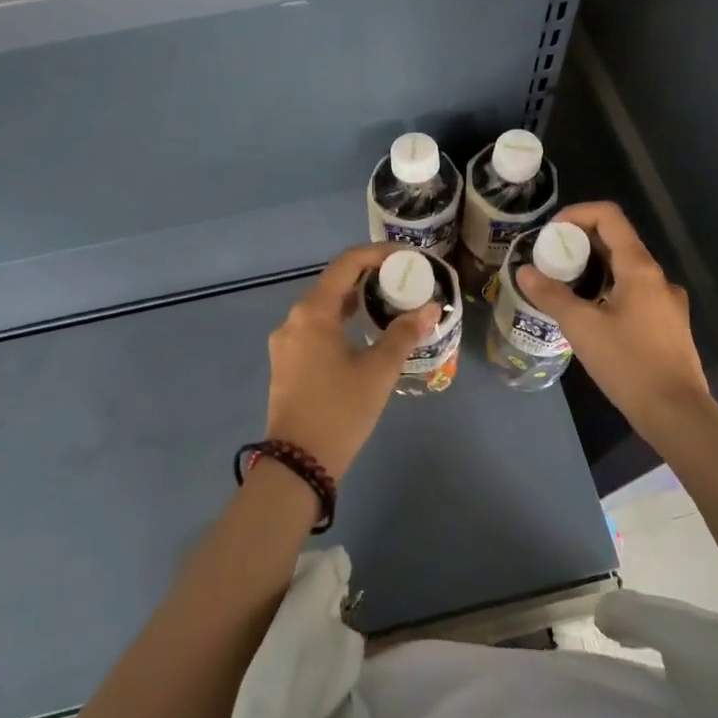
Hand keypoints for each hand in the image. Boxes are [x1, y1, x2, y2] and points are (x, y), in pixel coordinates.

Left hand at [264, 243, 440, 480]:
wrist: (297, 464)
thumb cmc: (340, 410)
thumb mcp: (378, 371)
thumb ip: (404, 334)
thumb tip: (431, 307)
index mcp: (312, 313)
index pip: (346, 264)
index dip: (377, 254)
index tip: (405, 258)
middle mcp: (293, 320)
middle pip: (333, 283)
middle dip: (368, 277)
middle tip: (402, 281)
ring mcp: (286, 343)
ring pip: (324, 308)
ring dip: (354, 301)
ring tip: (388, 304)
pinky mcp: (286, 363)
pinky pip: (316, 328)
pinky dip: (341, 322)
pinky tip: (363, 334)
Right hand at [517, 201, 717, 442]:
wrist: (677, 414)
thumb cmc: (628, 364)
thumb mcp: (582, 327)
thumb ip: (551, 295)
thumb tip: (525, 272)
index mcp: (640, 268)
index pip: (609, 217)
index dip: (577, 214)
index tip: (551, 233)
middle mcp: (659, 278)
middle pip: (617, 242)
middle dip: (580, 244)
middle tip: (550, 261)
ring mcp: (668, 303)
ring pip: (626, 270)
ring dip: (594, 270)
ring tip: (565, 289)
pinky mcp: (669, 326)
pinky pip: (635, 294)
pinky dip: (610, 291)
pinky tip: (592, 317)